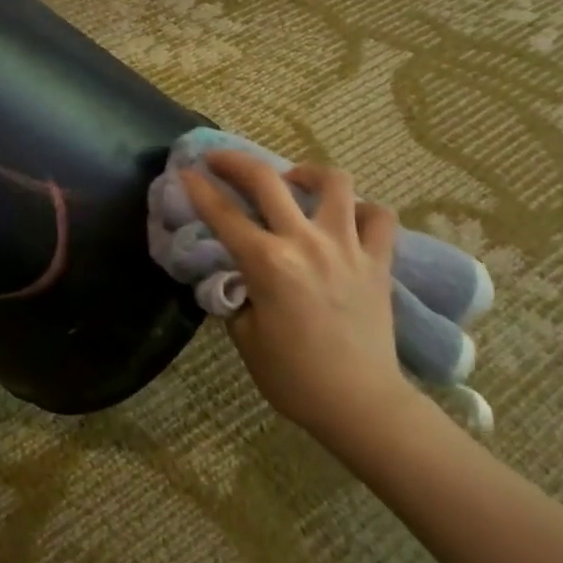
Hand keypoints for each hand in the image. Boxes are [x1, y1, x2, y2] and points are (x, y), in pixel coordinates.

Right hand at [179, 151, 410, 446]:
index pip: (222, 213)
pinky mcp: (378, 260)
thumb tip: (237, 276)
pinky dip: (361, 208)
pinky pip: (377, 217)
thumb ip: (237, 295)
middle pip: (266, 180)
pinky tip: (345, 217)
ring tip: (293, 180)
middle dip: (235, 161)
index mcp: (267, 263)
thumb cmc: (294, 377)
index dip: (198, 188)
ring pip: (332, 182)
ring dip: (306, 172)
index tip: (184, 171)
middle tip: (220, 159)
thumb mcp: (245, 336)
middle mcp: (305, 243)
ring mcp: (347, 247)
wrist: (361, 404)